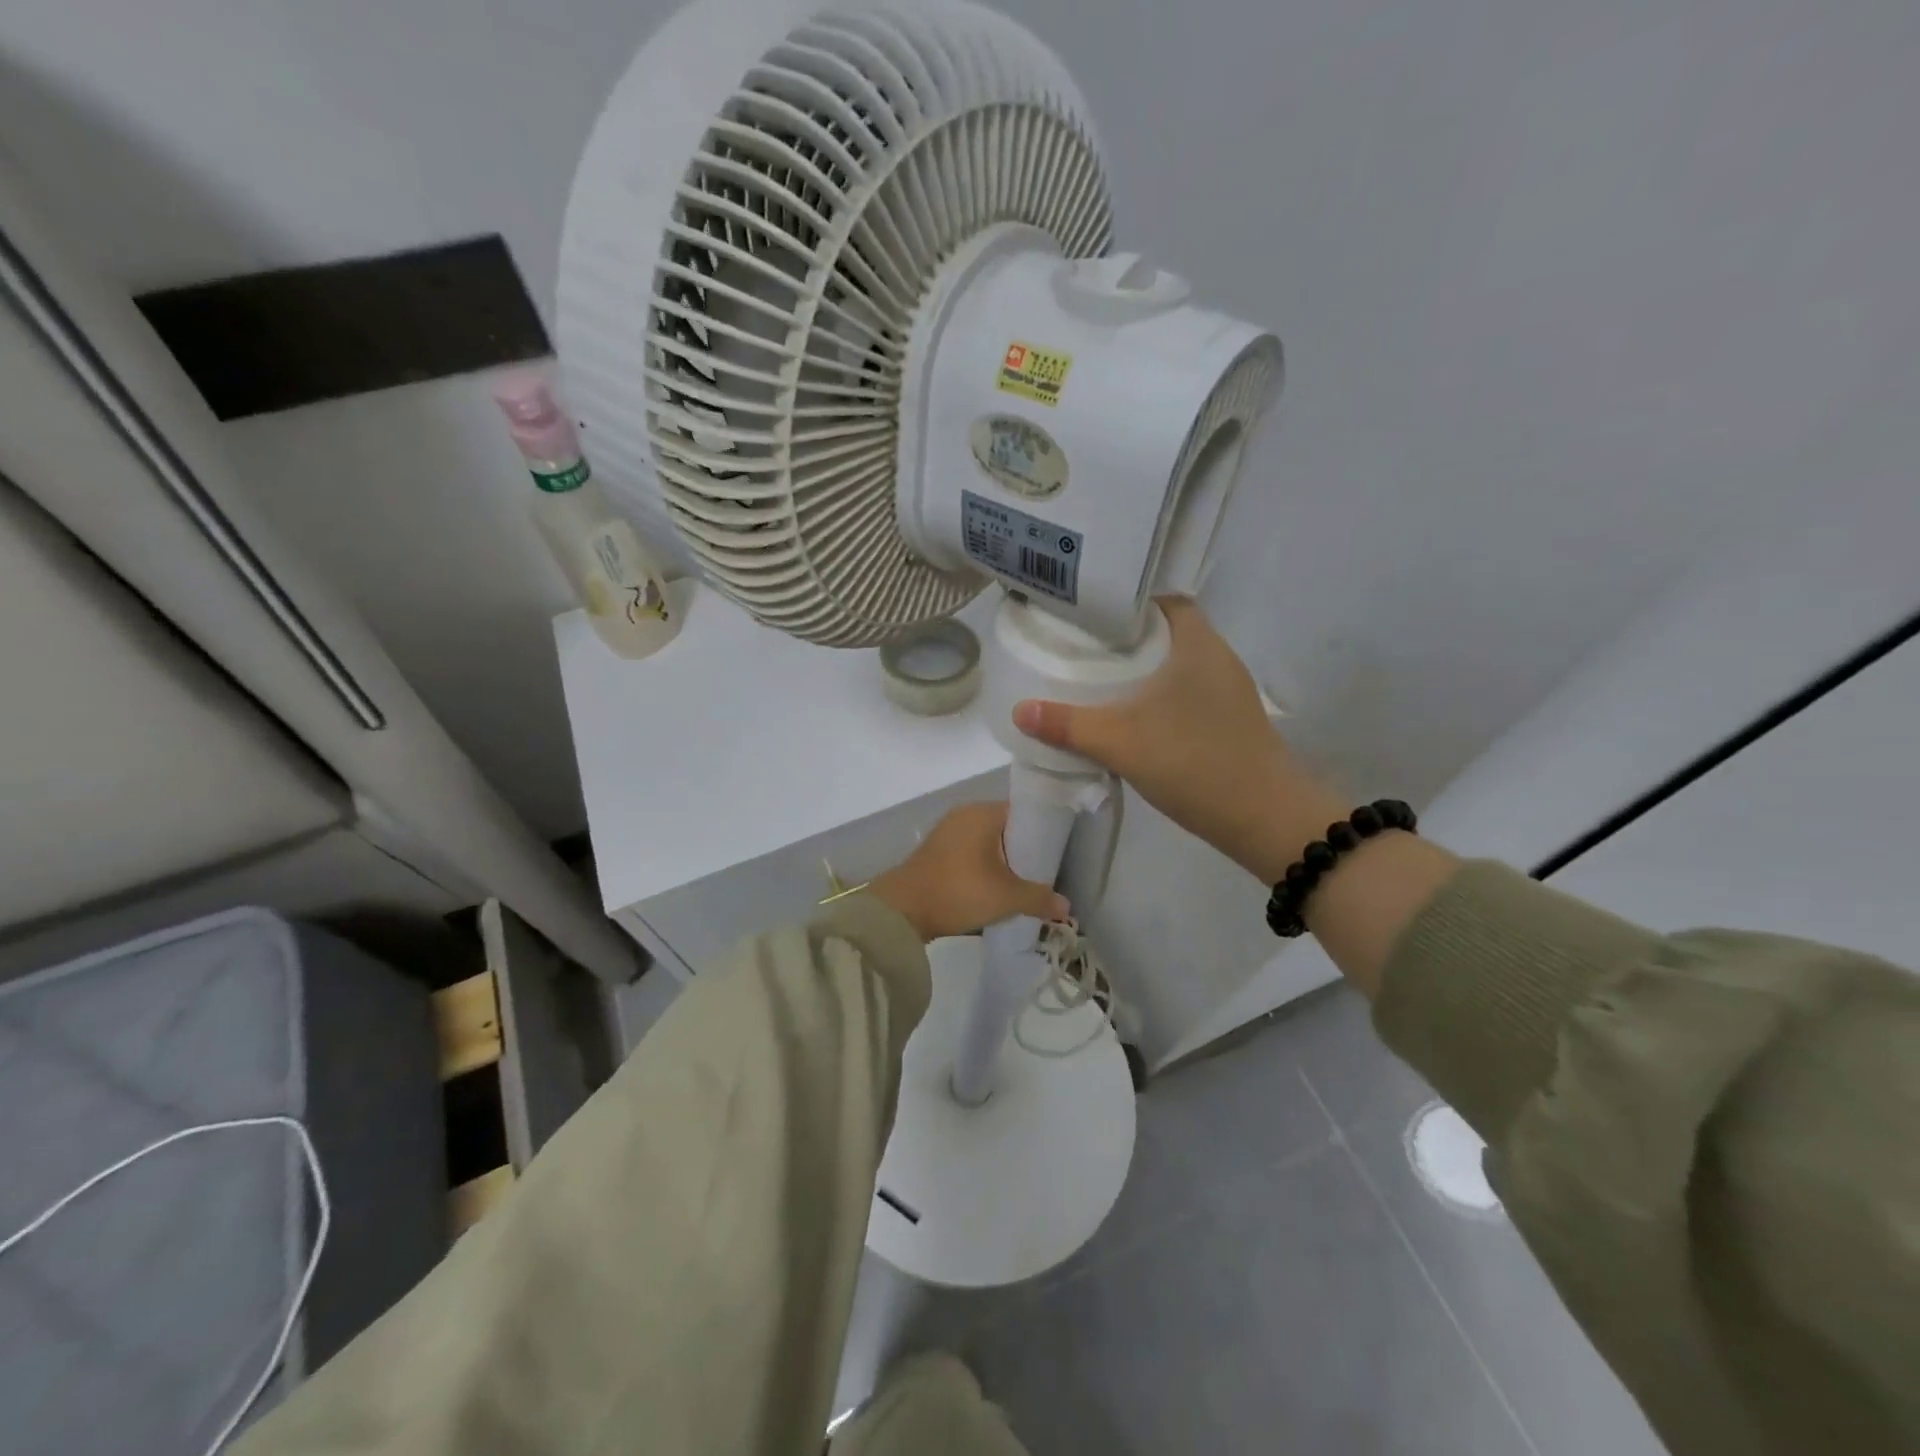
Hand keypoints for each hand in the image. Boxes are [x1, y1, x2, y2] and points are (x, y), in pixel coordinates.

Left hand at [869, 803, 1070, 942]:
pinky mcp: (937, 853)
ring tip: (1025, 885)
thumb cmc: (959, 891)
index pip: (1024, 811)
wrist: (902, 911)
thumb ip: (1039, 898)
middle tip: (1046, 873)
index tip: (1059, 853)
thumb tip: (1065, 905)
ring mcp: (948, 833)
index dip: (1044, 831)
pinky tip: (997, 890)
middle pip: (1007, 828)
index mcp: (983, 812)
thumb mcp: (1006, 897)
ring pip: (989, 844)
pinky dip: (986, 869)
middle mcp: (965, 815)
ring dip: (1005, 863)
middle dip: (1026, 851)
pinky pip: (972, 855)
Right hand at [1012, 597, 1347, 883]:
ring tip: (1097, 678)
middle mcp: (1217, 657)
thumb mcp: (1122, 743)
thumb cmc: (1196, 764)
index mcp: (1198, 643)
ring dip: (1142, 669)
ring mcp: (1227, 690)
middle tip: (1081, 646)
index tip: (1088, 614)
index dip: (1126, 601)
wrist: (1266, 820)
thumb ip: (1069, 725)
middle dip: (1125, 637)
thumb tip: (1019, 710)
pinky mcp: (1229, 719)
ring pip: (1176, 663)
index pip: (1163, 599)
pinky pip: (1185, 691)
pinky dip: (1157, 695)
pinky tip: (1130, 716)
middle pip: (1166, 630)